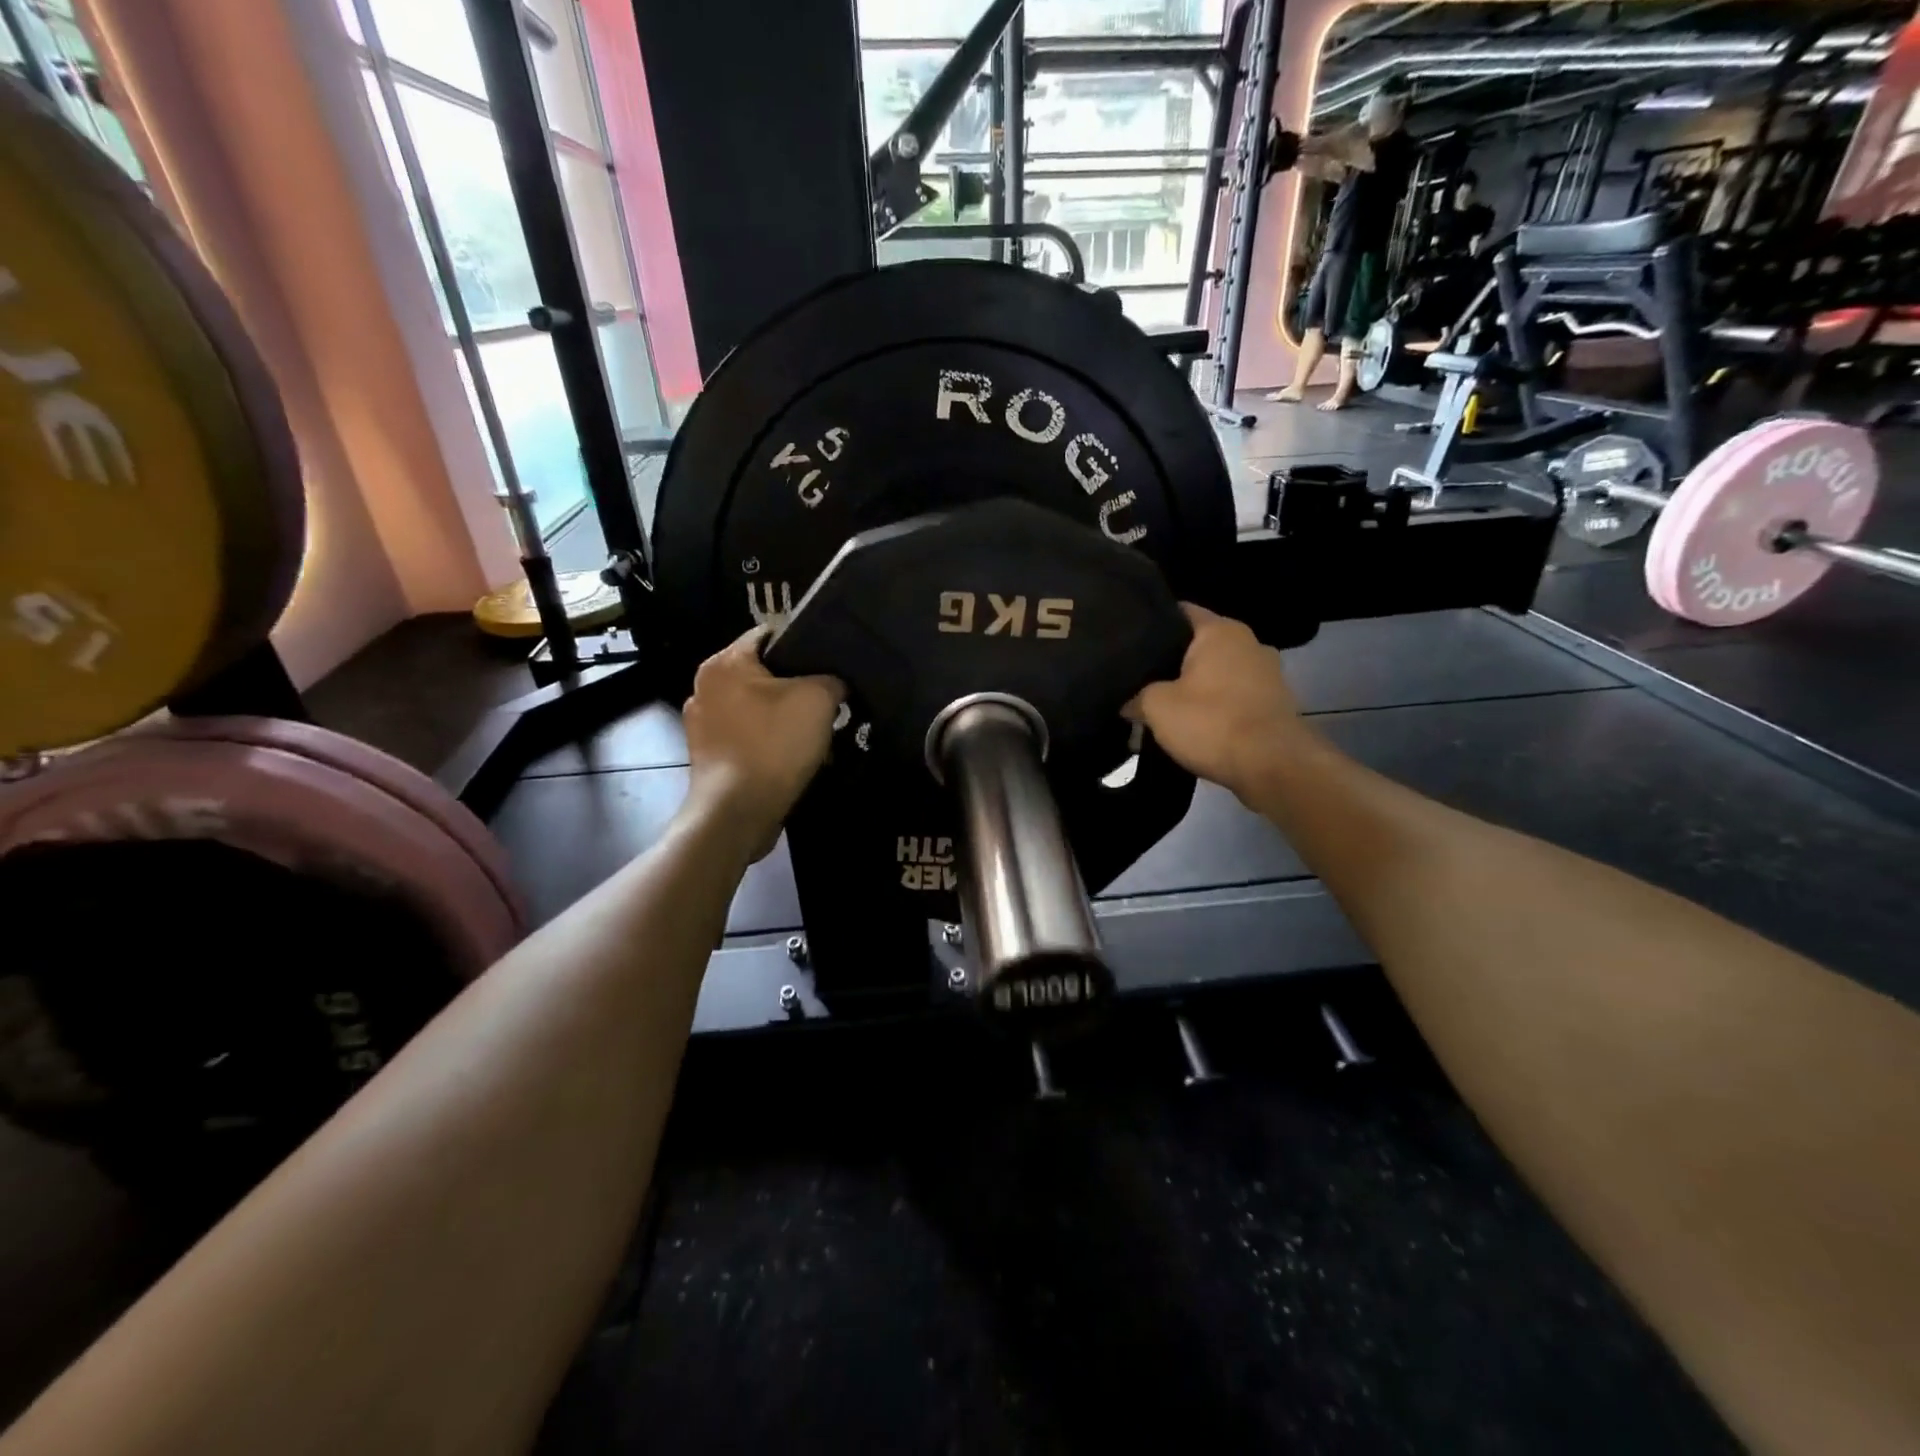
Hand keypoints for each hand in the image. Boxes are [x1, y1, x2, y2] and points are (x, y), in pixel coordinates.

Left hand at [682, 629, 844, 859]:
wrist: (738, 812)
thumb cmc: (774, 745)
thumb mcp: (819, 699)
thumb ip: (832, 678)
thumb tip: (835, 682)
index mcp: (724, 663)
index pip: (768, 633)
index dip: (803, 643)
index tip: (830, 662)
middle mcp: (705, 687)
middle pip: (763, 673)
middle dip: (796, 685)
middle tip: (828, 699)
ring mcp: (702, 725)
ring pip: (756, 707)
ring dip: (783, 716)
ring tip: (814, 731)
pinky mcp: (708, 756)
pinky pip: (748, 736)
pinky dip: (769, 741)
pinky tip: (792, 755)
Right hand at [1125, 604, 1302, 800]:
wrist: (1273, 766)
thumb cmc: (1212, 722)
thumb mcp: (1157, 708)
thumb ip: (1137, 697)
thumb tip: (1128, 703)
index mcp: (1221, 630)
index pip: (1180, 612)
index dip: (1152, 625)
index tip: (1129, 642)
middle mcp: (1249, 642)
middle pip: (1199, 646)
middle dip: (1172, 662)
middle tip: (1139, 680)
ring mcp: (1268, 673)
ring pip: (1218, 673)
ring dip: (1196, 688)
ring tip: (1165, 707)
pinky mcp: (1275, 703)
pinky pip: (1234, 697)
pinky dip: (1216, 708)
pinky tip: (1196, 726)